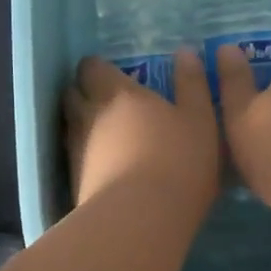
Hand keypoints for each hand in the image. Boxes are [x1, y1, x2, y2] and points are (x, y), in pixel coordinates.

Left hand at [63, 51, 219, 209]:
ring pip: (70, 125)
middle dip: (83, 91)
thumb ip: (193, 85)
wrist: (141, 218)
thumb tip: (185, 52)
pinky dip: (83, 154)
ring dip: (81, 123)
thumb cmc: (179, 162)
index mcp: (119, 93)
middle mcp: (89, 115)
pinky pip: (73, 156)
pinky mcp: (74, 180)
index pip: (92, 67)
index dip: (98, 68)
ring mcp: (77, 149)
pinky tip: (101, 164)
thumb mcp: (200, 120)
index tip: (111, 74)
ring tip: (102, 132)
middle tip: (104, 100)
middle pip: (72, 93)